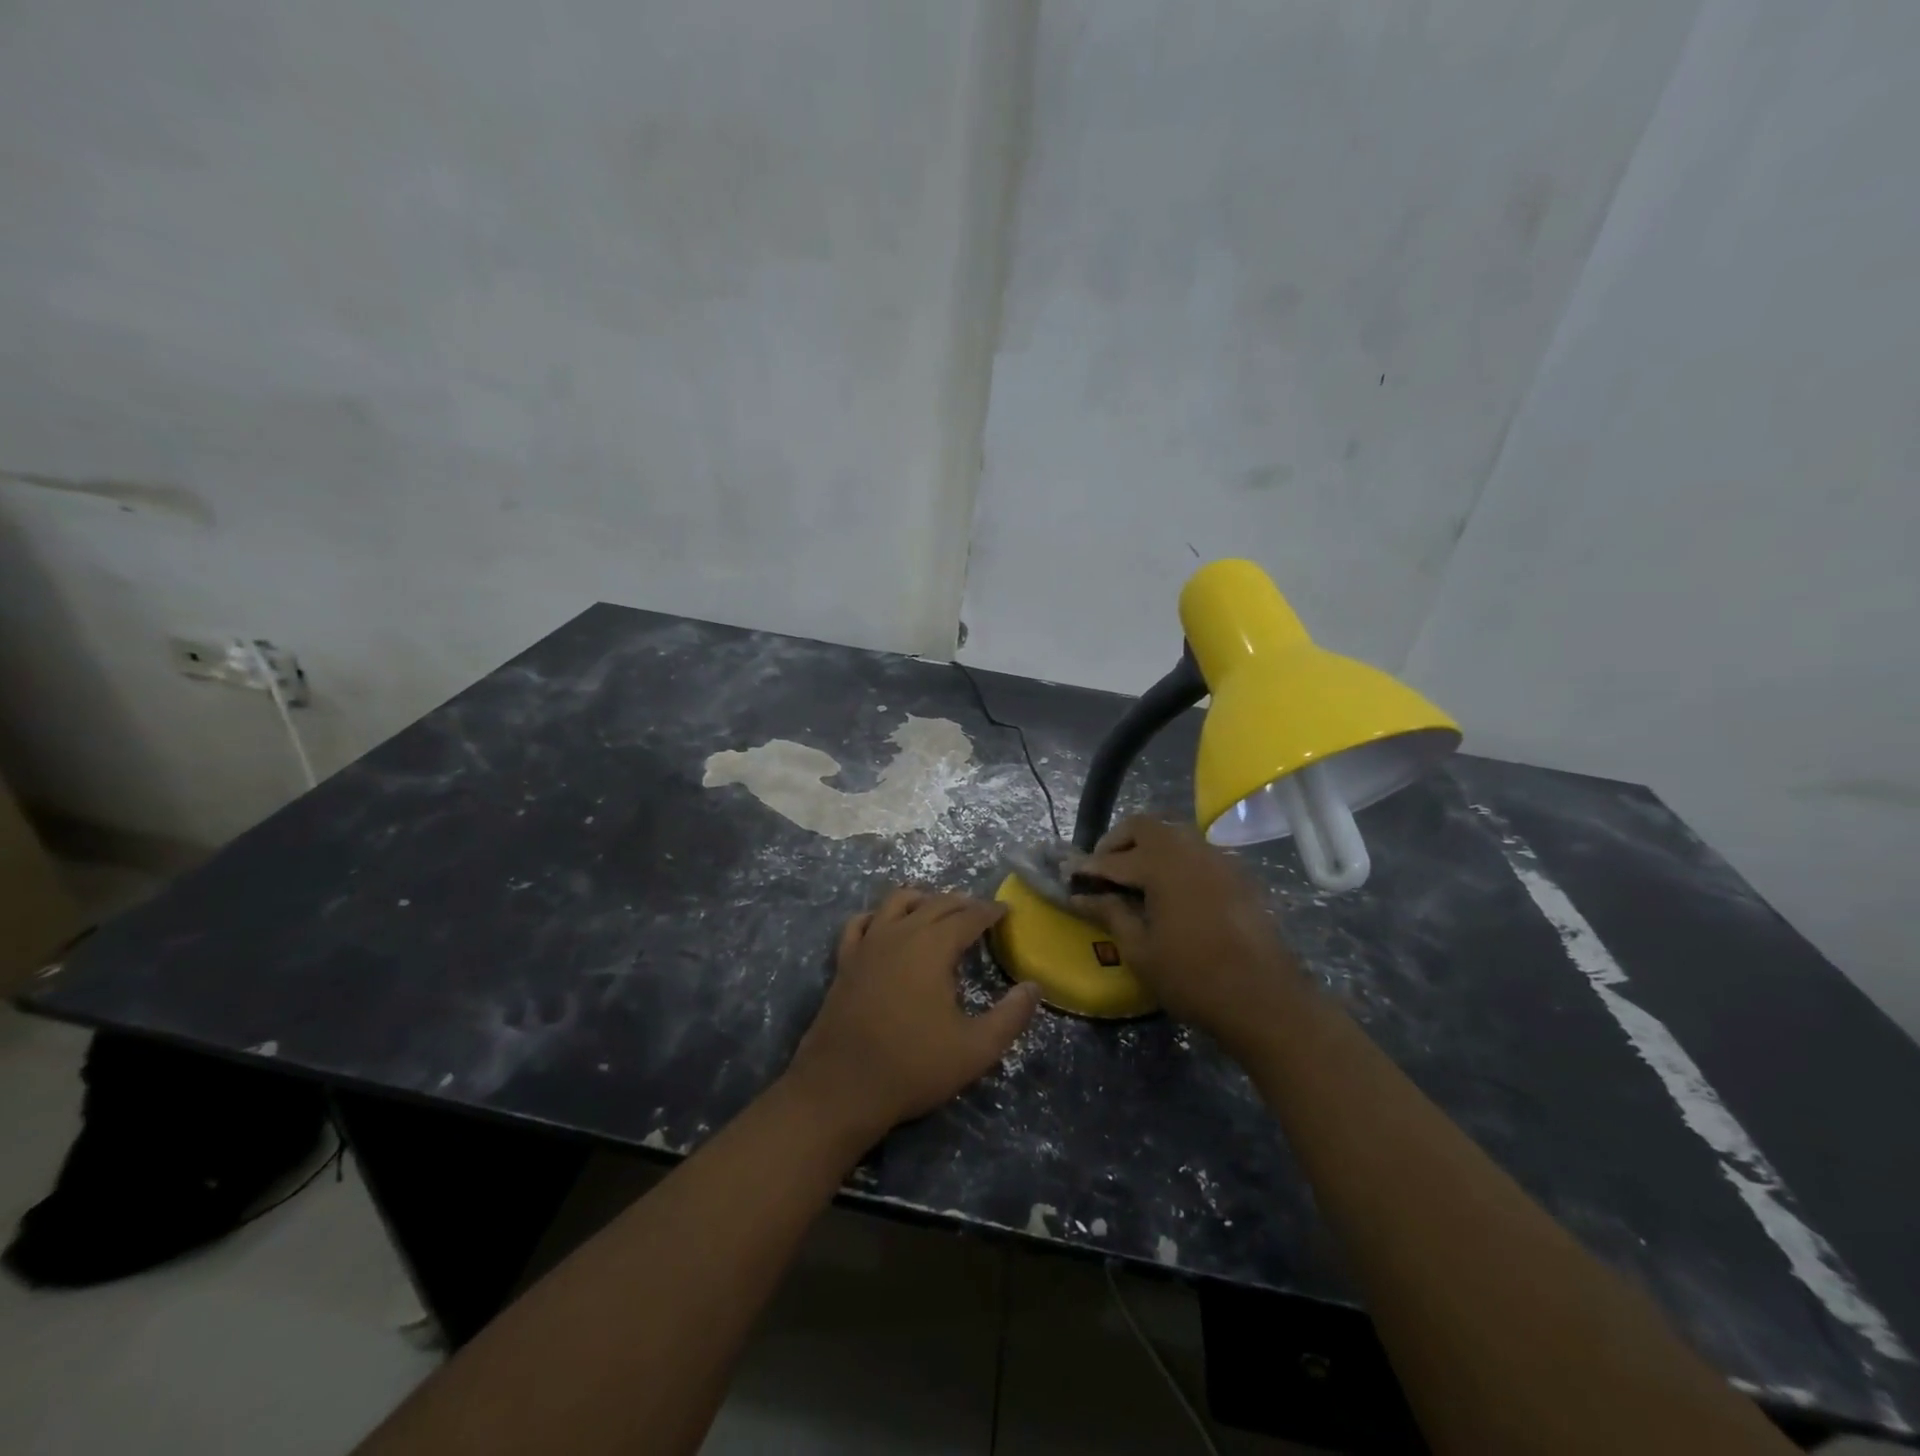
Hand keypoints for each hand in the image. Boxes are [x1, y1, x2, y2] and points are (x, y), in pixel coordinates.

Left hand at [784, 888, 1040, 1143]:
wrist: (841, 1088)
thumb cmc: (913, 1066)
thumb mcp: (976, 1049)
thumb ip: (1011, 1016)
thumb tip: (1034, 987)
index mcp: (933, 947)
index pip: (968, 916)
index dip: (990, 911)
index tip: (1006, 911)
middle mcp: (900, 933)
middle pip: (935, 903)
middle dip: (962, 902)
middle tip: (981, 911)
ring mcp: (867, 944)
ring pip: (897, 902)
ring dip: (923, 899)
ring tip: (938, 909)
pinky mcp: (845, 961)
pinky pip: (860, 922)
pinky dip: (879, 916)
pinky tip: (886, 925)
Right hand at [1071, 817, 1303, 1050]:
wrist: (1265, 1000)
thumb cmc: (1193, 978)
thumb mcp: (1140, 950)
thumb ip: (1110, 914)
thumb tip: (1081, 896)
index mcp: (1161, 865)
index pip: (1113, 858)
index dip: (1088, 866)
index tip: (1068, 873)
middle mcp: (1189, 850)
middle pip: (1145, 826)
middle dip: (1118, 841)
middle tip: (1102, 868)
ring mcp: (1218, 859)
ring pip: (1174, 834)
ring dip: (1148, 846)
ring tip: (1134, 876)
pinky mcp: (1237, 874)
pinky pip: (1197, 851)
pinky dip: (1174, 859)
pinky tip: (1170, 889)